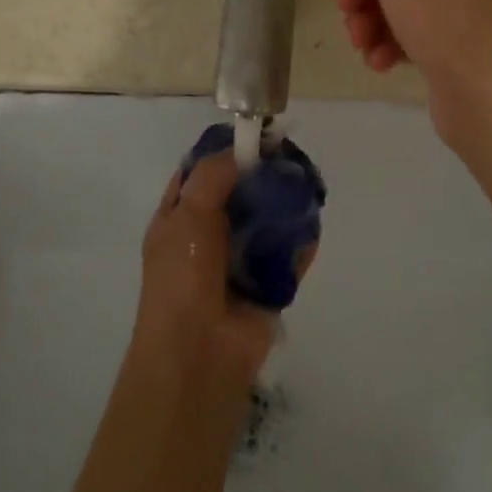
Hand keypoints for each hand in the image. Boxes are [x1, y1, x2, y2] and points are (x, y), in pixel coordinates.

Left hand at [133, 151, 304, 385]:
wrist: (198, 354)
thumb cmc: (182, 277)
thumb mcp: (188, 215)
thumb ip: (213, 176)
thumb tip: (240, 150)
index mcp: (179, 218)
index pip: (200, 175)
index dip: (224, 154)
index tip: (255, 136)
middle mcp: (208, 236)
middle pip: (239, 196)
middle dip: (263, 178)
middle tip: (290, 158)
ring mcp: (238, 262)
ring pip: (267, 224)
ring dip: (285, 207)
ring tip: (307, 185)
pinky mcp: (267, 286)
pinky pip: (288, 257)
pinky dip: (301, 242)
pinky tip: (313, 223)